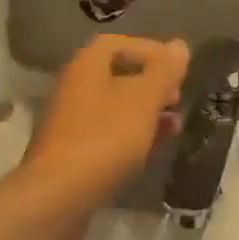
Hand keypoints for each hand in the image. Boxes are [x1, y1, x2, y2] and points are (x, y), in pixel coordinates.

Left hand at [22, 34, 189, 210]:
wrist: (58, 195)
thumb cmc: (104, 139)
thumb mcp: (143, 101)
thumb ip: (164, 72)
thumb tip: (180, 45)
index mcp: (86, 67)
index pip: (117, 44)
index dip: (150, 50)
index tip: (177, 67)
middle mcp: (73, 88)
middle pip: (116, 76)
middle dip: (151, 84)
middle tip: (177, 98)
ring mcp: (69, 123)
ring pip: (114, 108)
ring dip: (145, 113)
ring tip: (174, 126)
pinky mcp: (71, 154)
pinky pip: (107, 135)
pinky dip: (131, 136)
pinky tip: (151, 150)